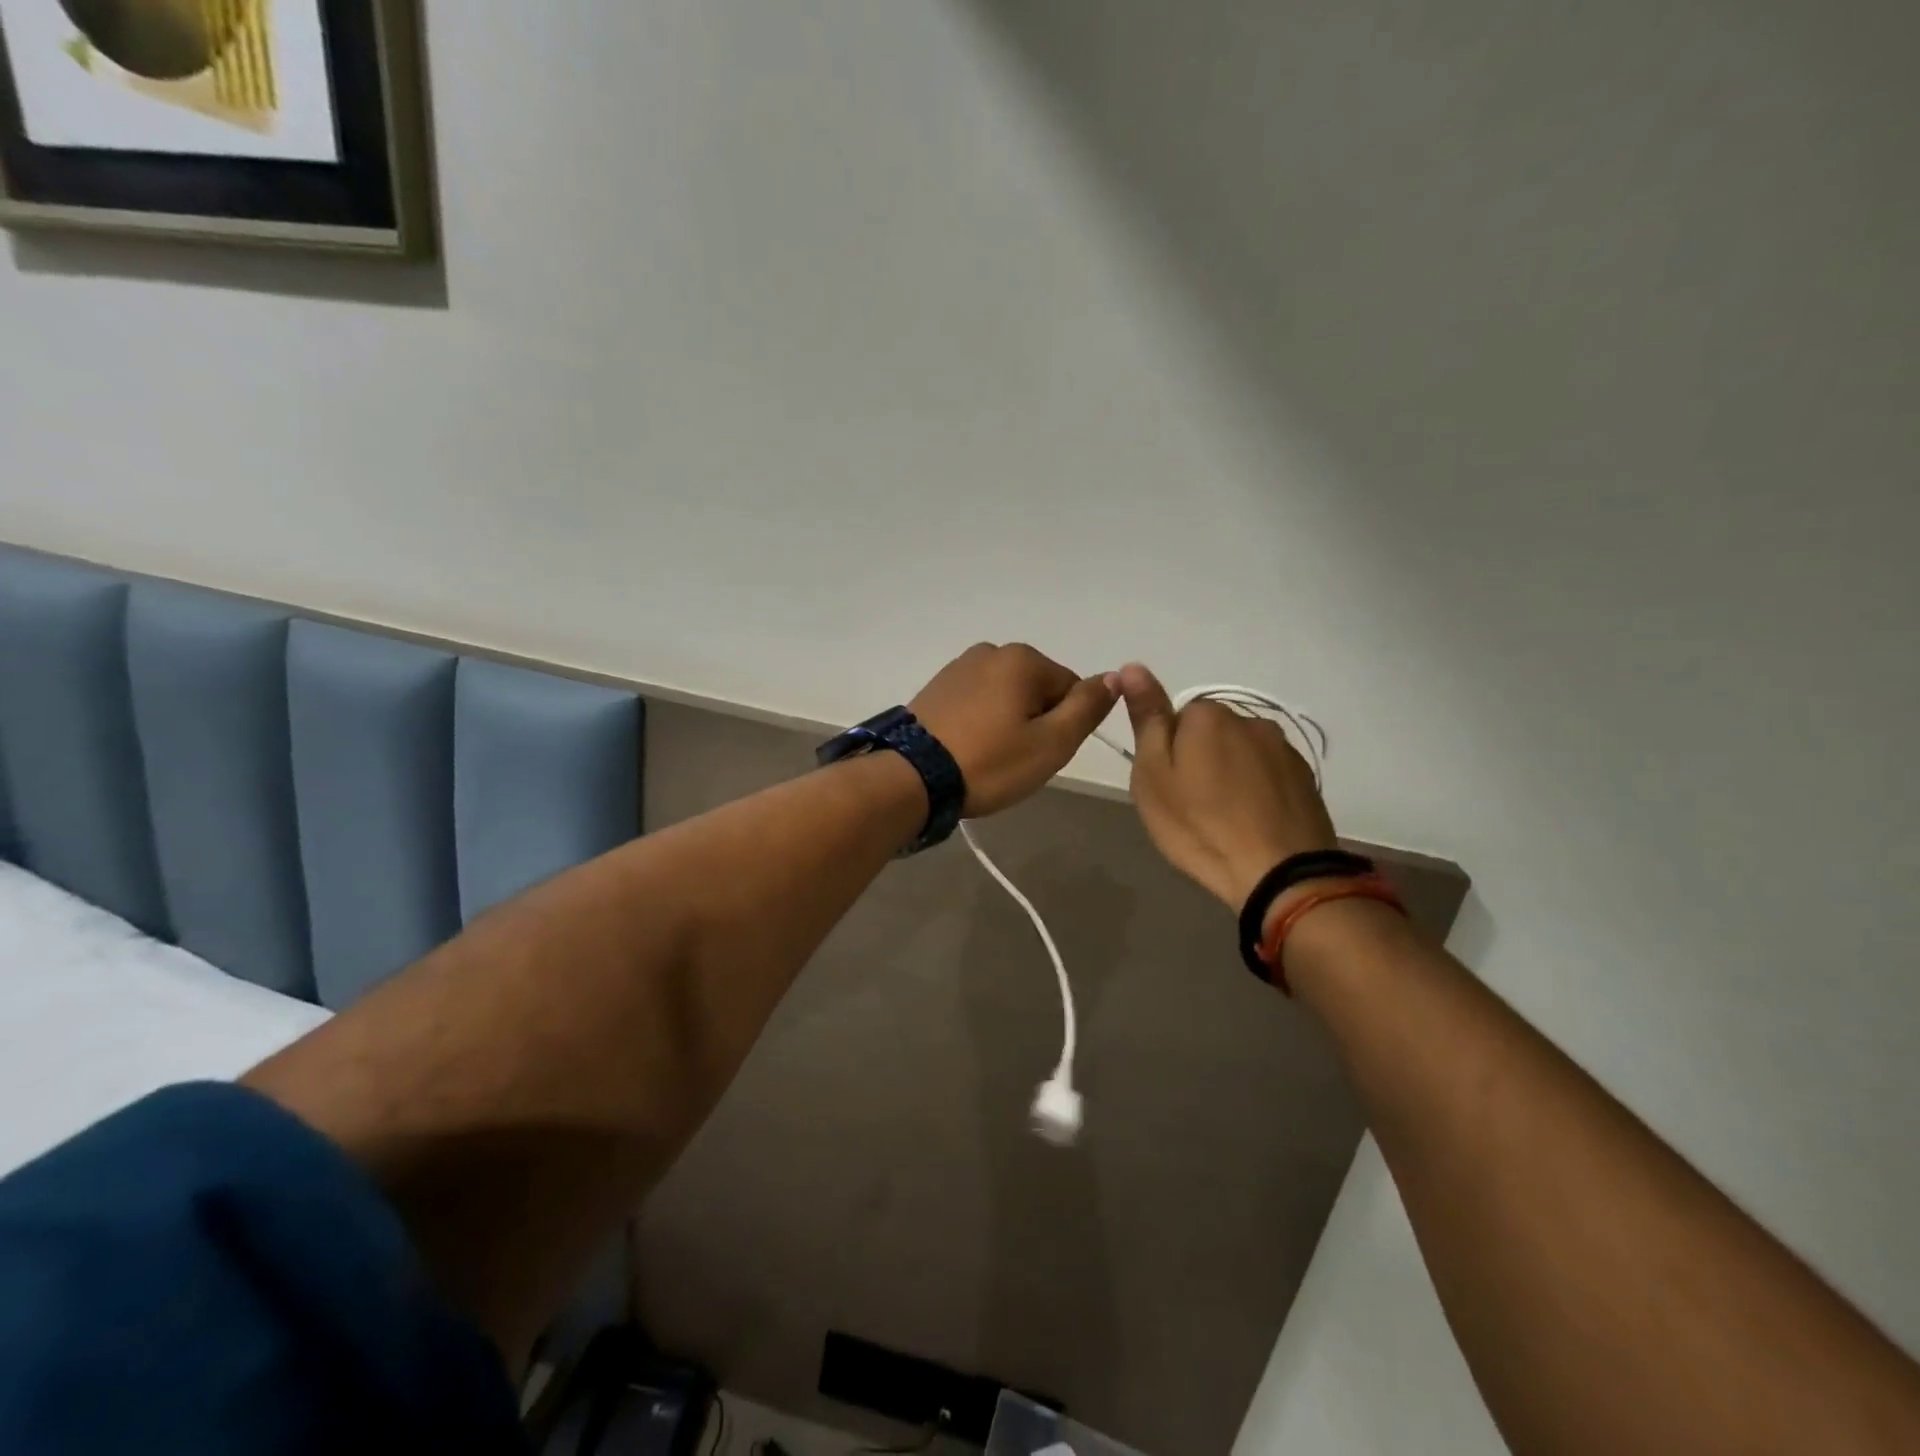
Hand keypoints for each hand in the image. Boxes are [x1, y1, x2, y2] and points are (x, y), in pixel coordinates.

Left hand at [910, 644, 1119, 816]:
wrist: (911, 777)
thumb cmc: (989, 762)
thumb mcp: (1051, 743)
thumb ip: (1088, 707)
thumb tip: (1116, 676)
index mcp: (1023, 659)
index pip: (1070, 690)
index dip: (1063, 727)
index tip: (1039, 753)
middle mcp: (991, 651)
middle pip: (1038, 690)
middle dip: (1035, 723)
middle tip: (1014, 759)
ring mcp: (959, 667)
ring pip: (1007, 698)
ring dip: (1007, 724)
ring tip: (988, 756)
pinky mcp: (937, 687)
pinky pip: (977, 702)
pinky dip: (981, 723)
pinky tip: (968, 748)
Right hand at [1120, 663, 1336, 908]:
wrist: (1279, 873)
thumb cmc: (1200, 825)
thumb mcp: (1153, 775)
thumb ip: (1147, 719)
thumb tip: (1132, 666)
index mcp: (1208, 716)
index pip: (1175, 720)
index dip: (1167, 755)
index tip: (1168, 789)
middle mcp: (1249, 720)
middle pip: (1210, 734)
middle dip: (1200, 760)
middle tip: (1191, 807)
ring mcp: (1283, 748)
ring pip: (1240, 753)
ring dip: (1230, 775)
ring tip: (1224, 820)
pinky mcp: (1305, 778)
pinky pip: (1267, 775)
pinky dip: (1256, 791)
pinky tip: (1251, 823)